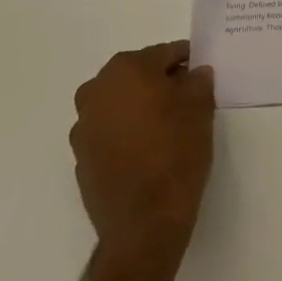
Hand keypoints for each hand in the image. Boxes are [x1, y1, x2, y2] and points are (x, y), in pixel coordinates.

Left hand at [70, 42, 215, 263]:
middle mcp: (97, 90)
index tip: (200, 74)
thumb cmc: (175, 153)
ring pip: (120, 104)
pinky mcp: (81, 158)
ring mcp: (84, 126)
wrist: (144, 226)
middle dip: (160, 83)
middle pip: (138, 75)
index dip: (186, 62)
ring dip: (140, 108)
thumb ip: (198, 81)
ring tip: (167, 128)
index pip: (164, 54)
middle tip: (186, 100)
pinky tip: (147, 152)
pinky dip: (126, 134)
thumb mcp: (200, 108)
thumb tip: (194, 74)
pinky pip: (109, 133)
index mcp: (126, 69)